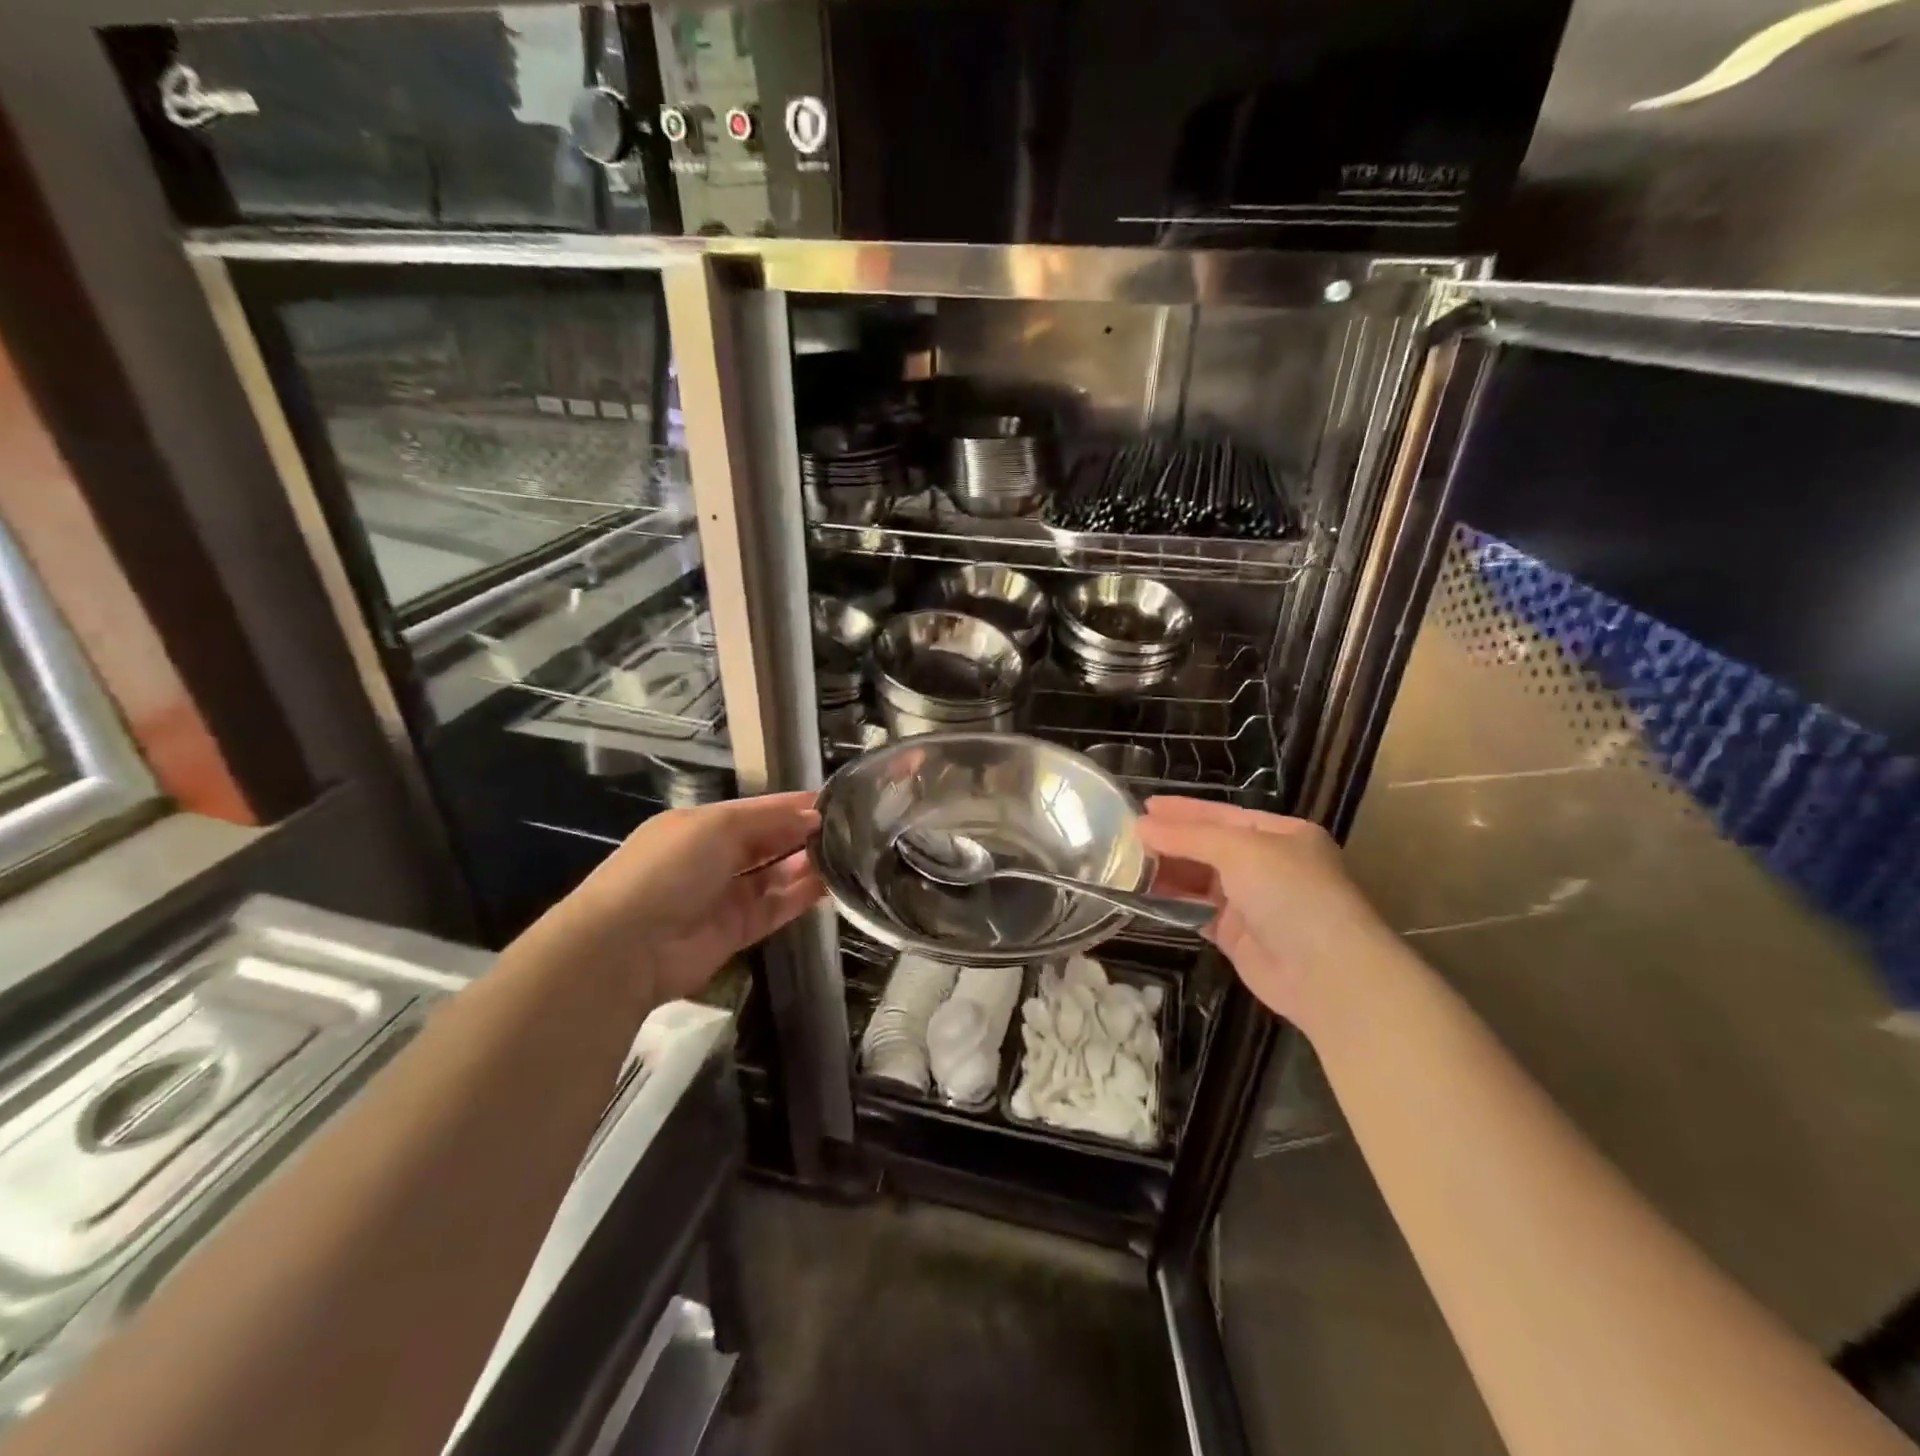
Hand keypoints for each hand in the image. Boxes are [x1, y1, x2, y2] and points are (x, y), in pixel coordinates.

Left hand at [548, 792, 823, 1004]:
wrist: (626, 947)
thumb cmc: (669, 869)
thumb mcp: (716, 827)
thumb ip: (769, 820)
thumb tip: (812, 817)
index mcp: (701, 825)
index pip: (757, 809)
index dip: (793, 805)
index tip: (837, 802)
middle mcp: (713, 858)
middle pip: (768, 841)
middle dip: (803, 834)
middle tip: (851, 829)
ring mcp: (724, 896)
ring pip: (775, 875)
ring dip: (807, 864)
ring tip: (848, 854)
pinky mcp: (736, 931)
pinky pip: (775, 908)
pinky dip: (800, 896)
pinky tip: (829, 884)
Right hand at [1140, 796, 1400, 1033]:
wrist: (1326, 973)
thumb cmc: (1290, 893)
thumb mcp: (1241, 851)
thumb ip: (1188, 836)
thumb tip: (1141, 826)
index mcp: (1281, 834)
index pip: (1222, 815)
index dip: (1182, 810)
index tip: (1143, 806)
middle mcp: (1268, 864)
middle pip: (1209, 846)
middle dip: (1171, 841)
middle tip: (1126, 836)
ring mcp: (1252, 901)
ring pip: (1200, 879)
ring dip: (1167, 871)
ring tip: (1126, 862)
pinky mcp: (1236, 935)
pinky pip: (1197, 910)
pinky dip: (1172, 902)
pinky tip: (1144, 893)